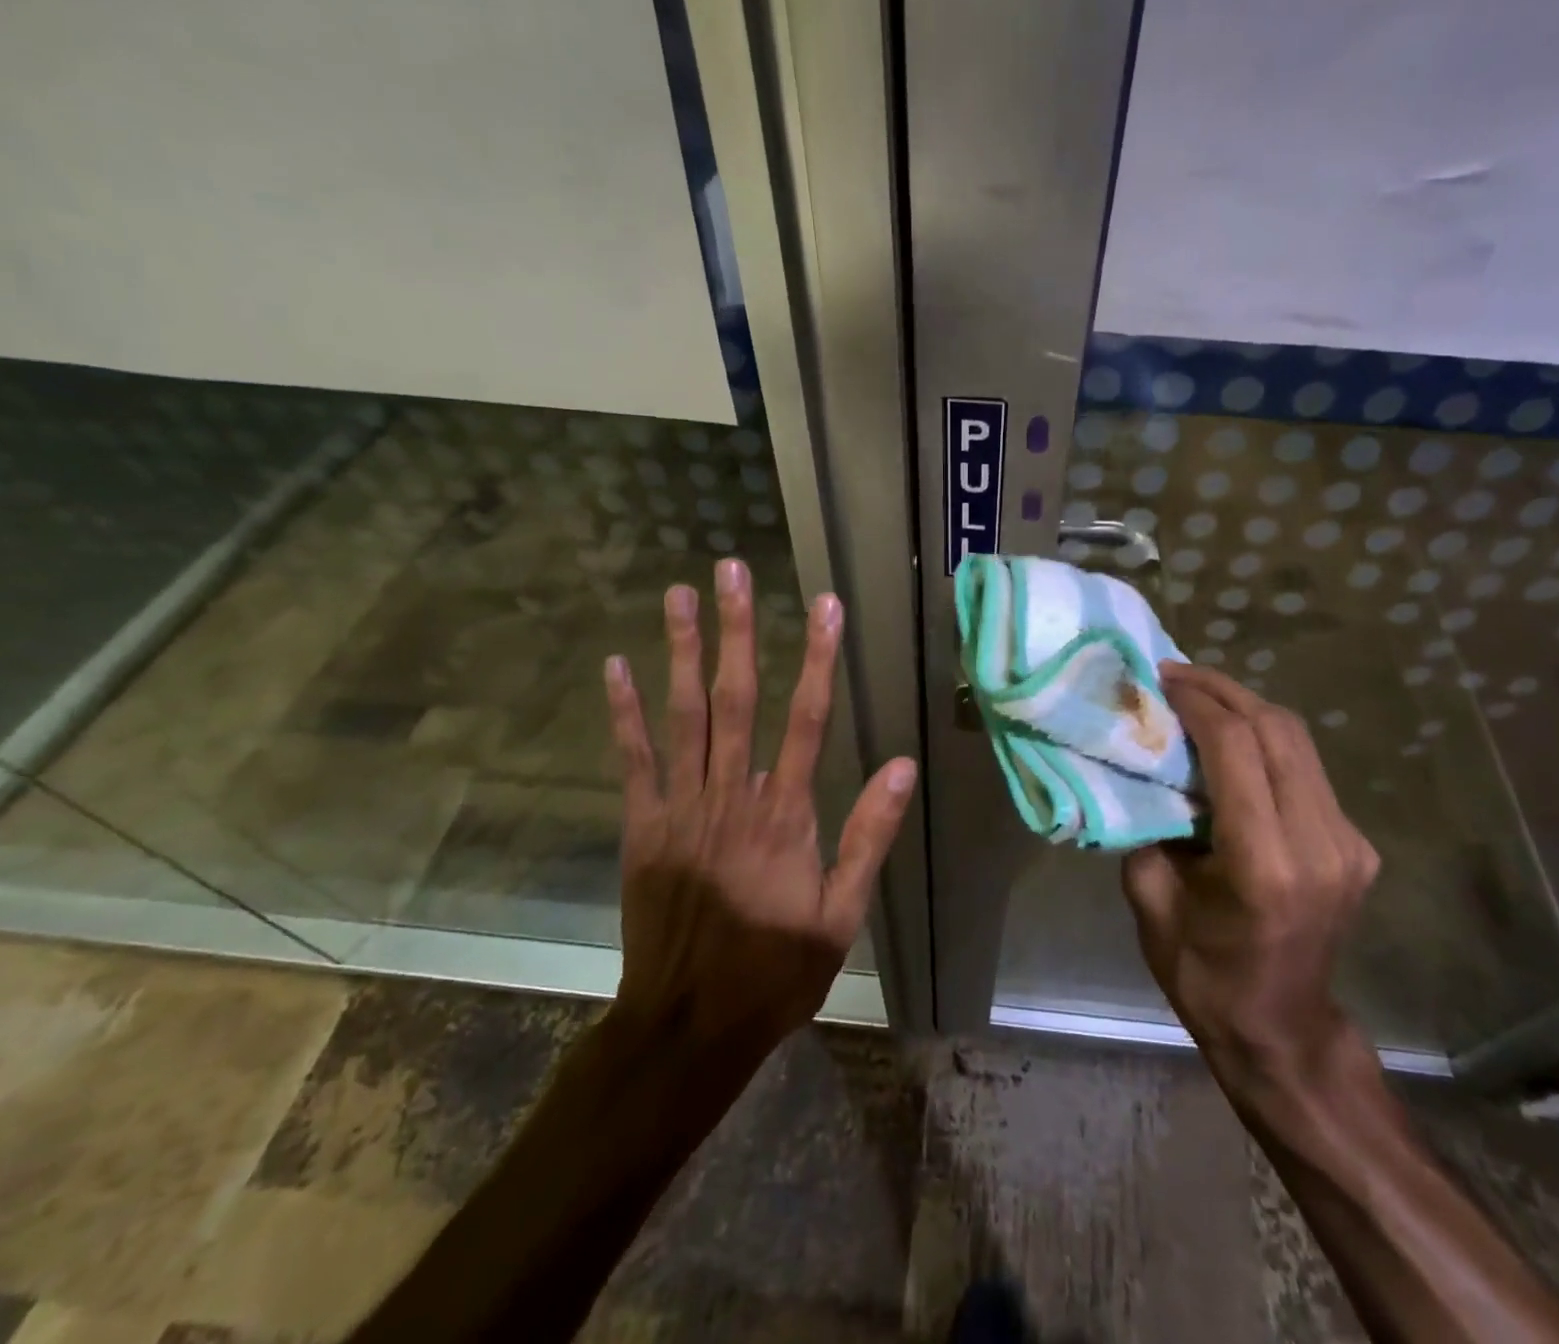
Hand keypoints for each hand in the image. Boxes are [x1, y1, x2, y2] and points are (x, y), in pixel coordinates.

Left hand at [601, 558, 917, 1056]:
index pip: (809, 719)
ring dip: (682, 652)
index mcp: (786, 816)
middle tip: (731, 571)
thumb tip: (904, 766)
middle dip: (737, 631)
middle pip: (737, 699)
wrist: (688, 1026)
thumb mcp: (842, 914)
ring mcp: (680, 809)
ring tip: (679, 595)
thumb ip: (869, 836)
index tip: (824, 605)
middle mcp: (732, 797)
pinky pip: (633, 761)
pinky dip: (624, 713)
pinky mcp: (642, 828)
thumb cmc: (775, 972)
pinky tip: (616, 666)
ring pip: (683, 716)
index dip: (819, 658)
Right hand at [1122, 663, 1378, 1099]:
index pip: (1237, 748)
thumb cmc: (1203, 973)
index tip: (1162, 679)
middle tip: (1177, 675)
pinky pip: (1307, 771)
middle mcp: (1320, 844)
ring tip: (1199, 696)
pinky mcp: (1356, 845)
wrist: (1281, 1029)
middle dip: (1224, 691)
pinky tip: (1232, 740)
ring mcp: (1348, 844)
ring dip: (1247, 708)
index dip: (1198, 702)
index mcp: (1265, 863)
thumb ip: (1148, 825)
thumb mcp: (1151, 898)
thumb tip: (1144, 768)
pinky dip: (1266, 741)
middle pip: (1277, 731)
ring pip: (1299, 742)